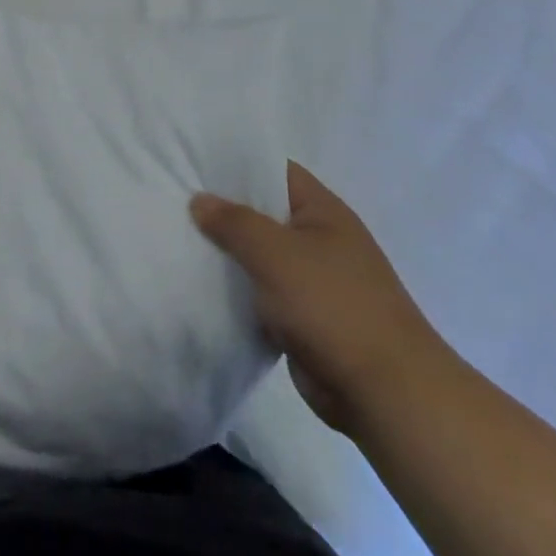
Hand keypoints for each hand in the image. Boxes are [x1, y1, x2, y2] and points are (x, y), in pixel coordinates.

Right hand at [192, 162, 445, 432]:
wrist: (383, 392)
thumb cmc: (332, 306)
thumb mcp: (276, 253)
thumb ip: (234, 223)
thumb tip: (199, 200)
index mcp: (324, 212)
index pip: (276, 171)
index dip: (237, 165)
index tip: (193, 163)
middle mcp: (319, 240)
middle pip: (263, 214)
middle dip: (223, 210)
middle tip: (173, 200)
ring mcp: (312, 281)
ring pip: (259, 257)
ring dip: (226, 254)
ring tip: (175, 239)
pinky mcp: (302, 319)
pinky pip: (260, 294)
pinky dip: (236, 291)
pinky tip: (198, 285)